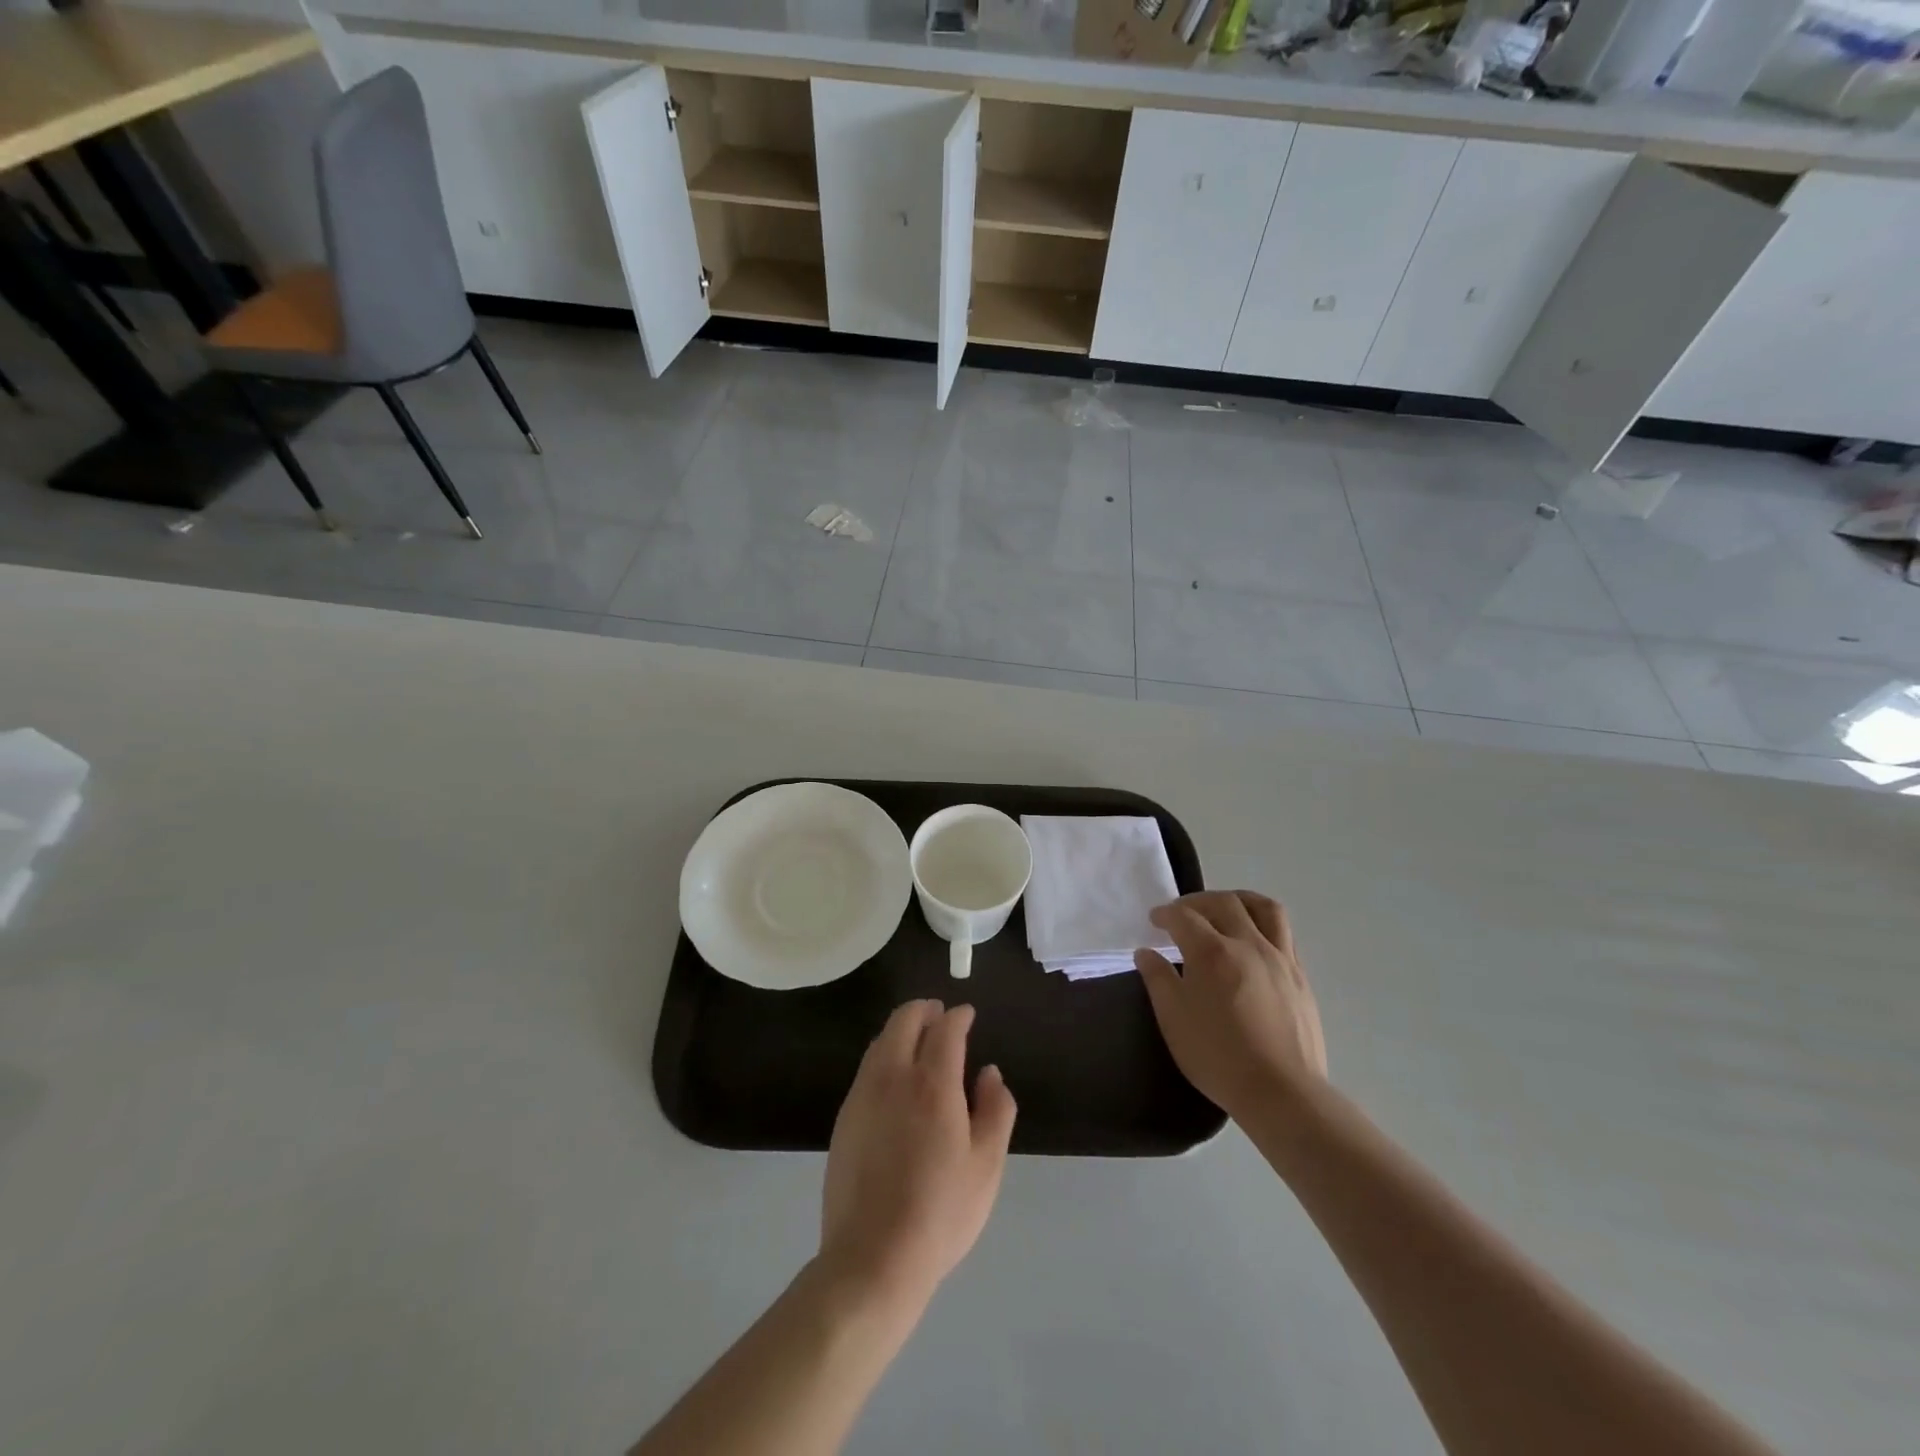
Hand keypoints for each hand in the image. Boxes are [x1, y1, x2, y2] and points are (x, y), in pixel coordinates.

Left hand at [820, 1001, 1016, 1314]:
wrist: (872, 1256)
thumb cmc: (941, 1211)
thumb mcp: (987, 1165)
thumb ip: (995, 1109)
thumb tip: (989, 1073)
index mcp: (933, 1082)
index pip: (945, 1028)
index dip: (959, 1016)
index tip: (967, 1014)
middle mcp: (893, 1076)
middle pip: (904, 1020)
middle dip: (924, 1010)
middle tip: (940, 1014)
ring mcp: (863, 1094)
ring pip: (881, 1041)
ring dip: (902, 1030)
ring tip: (919, 1041)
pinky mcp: (844, 1116)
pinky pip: (867, 1068)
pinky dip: (885, 1055)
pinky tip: (895, 1079)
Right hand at [1136, 891, 1326, 1124]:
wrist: (1281, 1092)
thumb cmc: (1218, 1056)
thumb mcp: (1173, 1019)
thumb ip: (1158, 979)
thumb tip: (1146, 953)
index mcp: (1212, 952)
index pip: (1184, 916)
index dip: (1165, 914)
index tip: (1154, 921)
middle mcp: (1248, 944)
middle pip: (1223, 903)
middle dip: (1198, 901)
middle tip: (1182, 913)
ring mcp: (1280, 958)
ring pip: (1264, 908)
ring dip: (1238, 900)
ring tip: (1225, 909)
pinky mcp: (1300, 976)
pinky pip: (1284, 933)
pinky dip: (1263, 925)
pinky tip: (1253, 942)